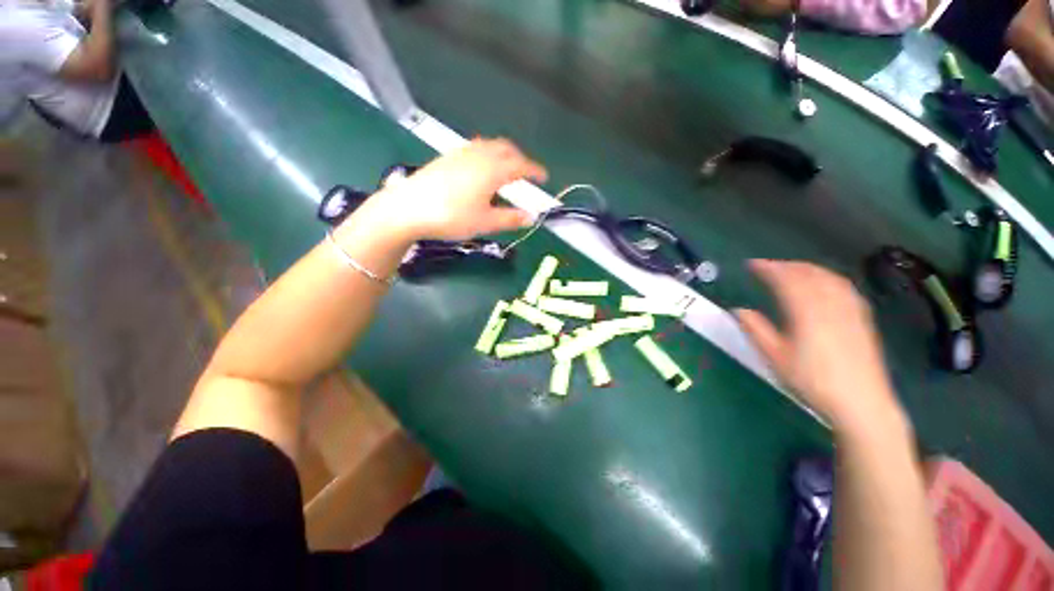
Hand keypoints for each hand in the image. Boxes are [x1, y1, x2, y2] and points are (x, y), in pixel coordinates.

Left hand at [361, 138, 547, 241]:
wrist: (408, 208)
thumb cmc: (451, 217)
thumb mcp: (485, 222)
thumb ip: (510, 219)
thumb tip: (531, 218)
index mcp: (492, 170)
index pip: (521, 165)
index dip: (535, 170)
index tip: (545, 177)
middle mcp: (479, 155)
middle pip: (507, 149)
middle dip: (521, 159)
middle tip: (527, 174)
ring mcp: (461, 153)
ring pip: (490, 146)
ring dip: (504, 154)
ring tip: (506, 171)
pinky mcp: (448, 157)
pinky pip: (476, 148)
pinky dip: (488, 154)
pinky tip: (482, 170)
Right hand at [734, 260, 904, 432]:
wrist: (860, 403)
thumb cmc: (812, 381)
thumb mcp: (775, 357)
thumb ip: (756, 330)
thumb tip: (738, 310)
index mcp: (807, 312)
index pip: (786, 280)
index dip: (768, 268)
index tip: (752, 264)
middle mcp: (830, 305)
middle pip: (808, 274)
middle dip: (785, 266)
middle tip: (766, 266)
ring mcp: (849, 310)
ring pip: (828, 277)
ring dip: (806, 268)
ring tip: (790, 269)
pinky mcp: (861, 318)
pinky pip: (844, 287)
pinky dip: (827, 277)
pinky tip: (822, 283)